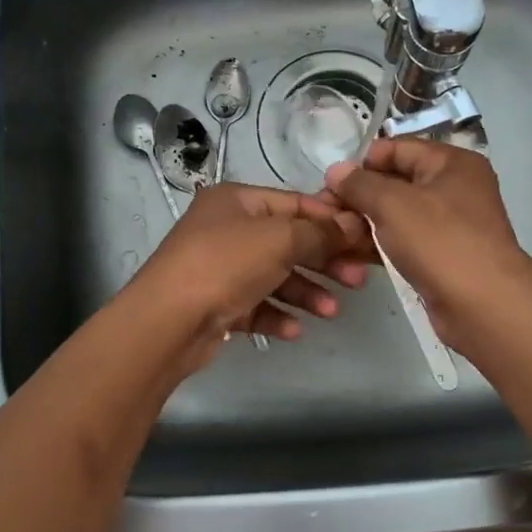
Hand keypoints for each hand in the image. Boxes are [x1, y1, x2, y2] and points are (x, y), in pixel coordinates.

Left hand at [124, 182, 370, 370]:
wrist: (167, 322)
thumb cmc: (225, 265)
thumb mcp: (280, 239)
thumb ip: (321, 232)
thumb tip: (355, 222)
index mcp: (237, 201)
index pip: (294, 203)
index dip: (331, 219)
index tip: (364, 237)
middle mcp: (226, 229)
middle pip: (287, 241)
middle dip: (323, 260)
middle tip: (357, 279)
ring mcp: (219, 268)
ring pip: (274, 276)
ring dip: (305, 292)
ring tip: (331, 311)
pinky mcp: (216, 304)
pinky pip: (255, 305)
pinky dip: (277, 314)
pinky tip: (294, 330)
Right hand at [324, 139, 531, 350]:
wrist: (483, 305)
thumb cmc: (440, 241)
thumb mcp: (392, 204)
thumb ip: (360, 184)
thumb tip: (335, 170)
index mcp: (452, 162)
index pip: (398, 148)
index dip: (362, 162)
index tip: (330, 182)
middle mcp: (455, 188)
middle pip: (396, 182)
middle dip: (360, 196)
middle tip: (326, 211)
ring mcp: (450, 224)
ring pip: (397, 215)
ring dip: (366, 224)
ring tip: (333, 235)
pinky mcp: (442, 256)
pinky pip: (404, 242)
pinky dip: (380, 245)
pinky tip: (351, 256)